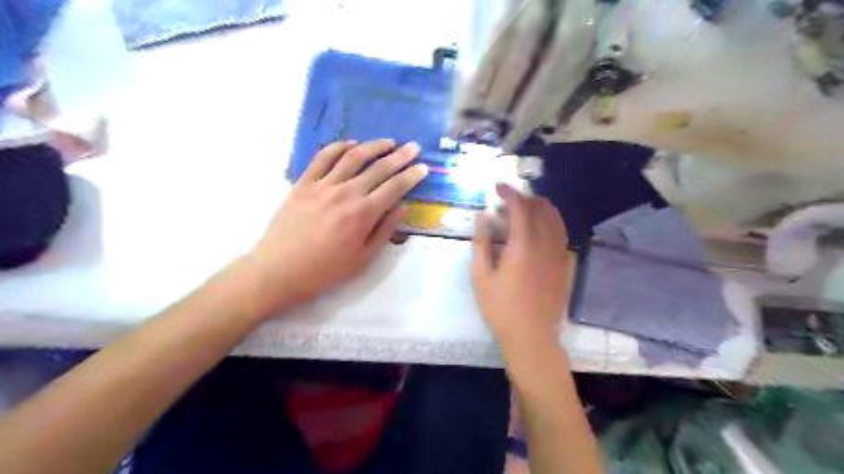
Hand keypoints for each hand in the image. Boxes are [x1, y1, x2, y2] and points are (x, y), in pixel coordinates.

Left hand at [245, 139, 429, 318]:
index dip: (412, 176)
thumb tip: (403, 207)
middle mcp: (346, 193)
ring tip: (388, 142)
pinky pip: (322, 158)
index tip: (424, 167)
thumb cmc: (325, 270)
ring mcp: (323, 185)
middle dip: (400, 156)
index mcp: (363, 214)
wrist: (279, 270)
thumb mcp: (363, 259)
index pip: (394, 187)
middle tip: (413, 147)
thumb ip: (385, 230)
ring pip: (353, 157)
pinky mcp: (303, 183)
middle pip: (378, 168)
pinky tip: (351, 144)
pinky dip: (339, 147)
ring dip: (373, 146)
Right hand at [472, 184, 576, 344]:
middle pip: (541, 207)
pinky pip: (562, 232)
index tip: (497, 187)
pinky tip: (540, 228)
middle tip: (507, 200)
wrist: (532, 336)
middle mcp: (546, 243)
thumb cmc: (501, 308)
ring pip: (556, 218)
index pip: (520, 207)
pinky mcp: (565, 264)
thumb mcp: (480, 276)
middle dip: (524, 197)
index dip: (509, 192)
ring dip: (540, 206)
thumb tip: (483, 216)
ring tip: (524, 209)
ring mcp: (559, 253)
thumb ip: (481, 243)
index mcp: (523, 245)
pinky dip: (551, 221)